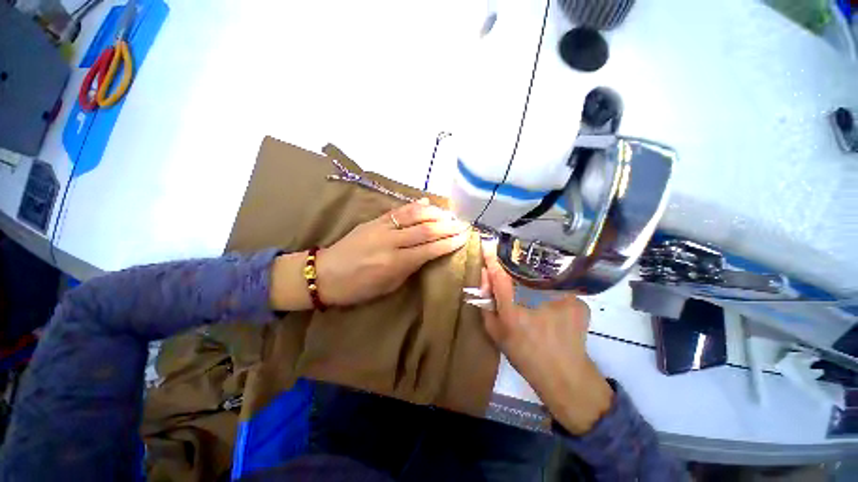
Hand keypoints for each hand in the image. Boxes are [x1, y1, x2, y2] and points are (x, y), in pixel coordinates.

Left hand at [271, 199, 468, 310]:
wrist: (325, 274)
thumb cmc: (358, 288)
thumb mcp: (388, 286)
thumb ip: (410, 267)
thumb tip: (428, 253)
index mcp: (395, 263)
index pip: (429, 249)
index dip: (449, 243)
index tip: (464, 237)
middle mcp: (390, 242)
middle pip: (425, 229)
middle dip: (447, 226)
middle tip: (462, 224)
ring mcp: (381, 227)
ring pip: (413, 215)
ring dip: (434, 213)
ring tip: (449, 213)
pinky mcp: (373, 220)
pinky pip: (398, 210)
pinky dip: (415, 206)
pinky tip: (427, 203)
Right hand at [478, 241, 612, 434]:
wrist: (565, 376)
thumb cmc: (524, 354)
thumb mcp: (496, 332)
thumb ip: (486, 302)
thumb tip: (485, 275)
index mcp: (513, 311)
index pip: (500, 276)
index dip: (492, 258)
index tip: (488, 243)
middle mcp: (538, 302)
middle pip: (522, 270)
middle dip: (515, 267)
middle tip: (515, 272)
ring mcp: (562, 299)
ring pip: (541, 276)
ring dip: (534, 280)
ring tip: (535, 293)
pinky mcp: (579, 302)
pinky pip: (558, 286)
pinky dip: (552, 291)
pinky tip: (554, 304)